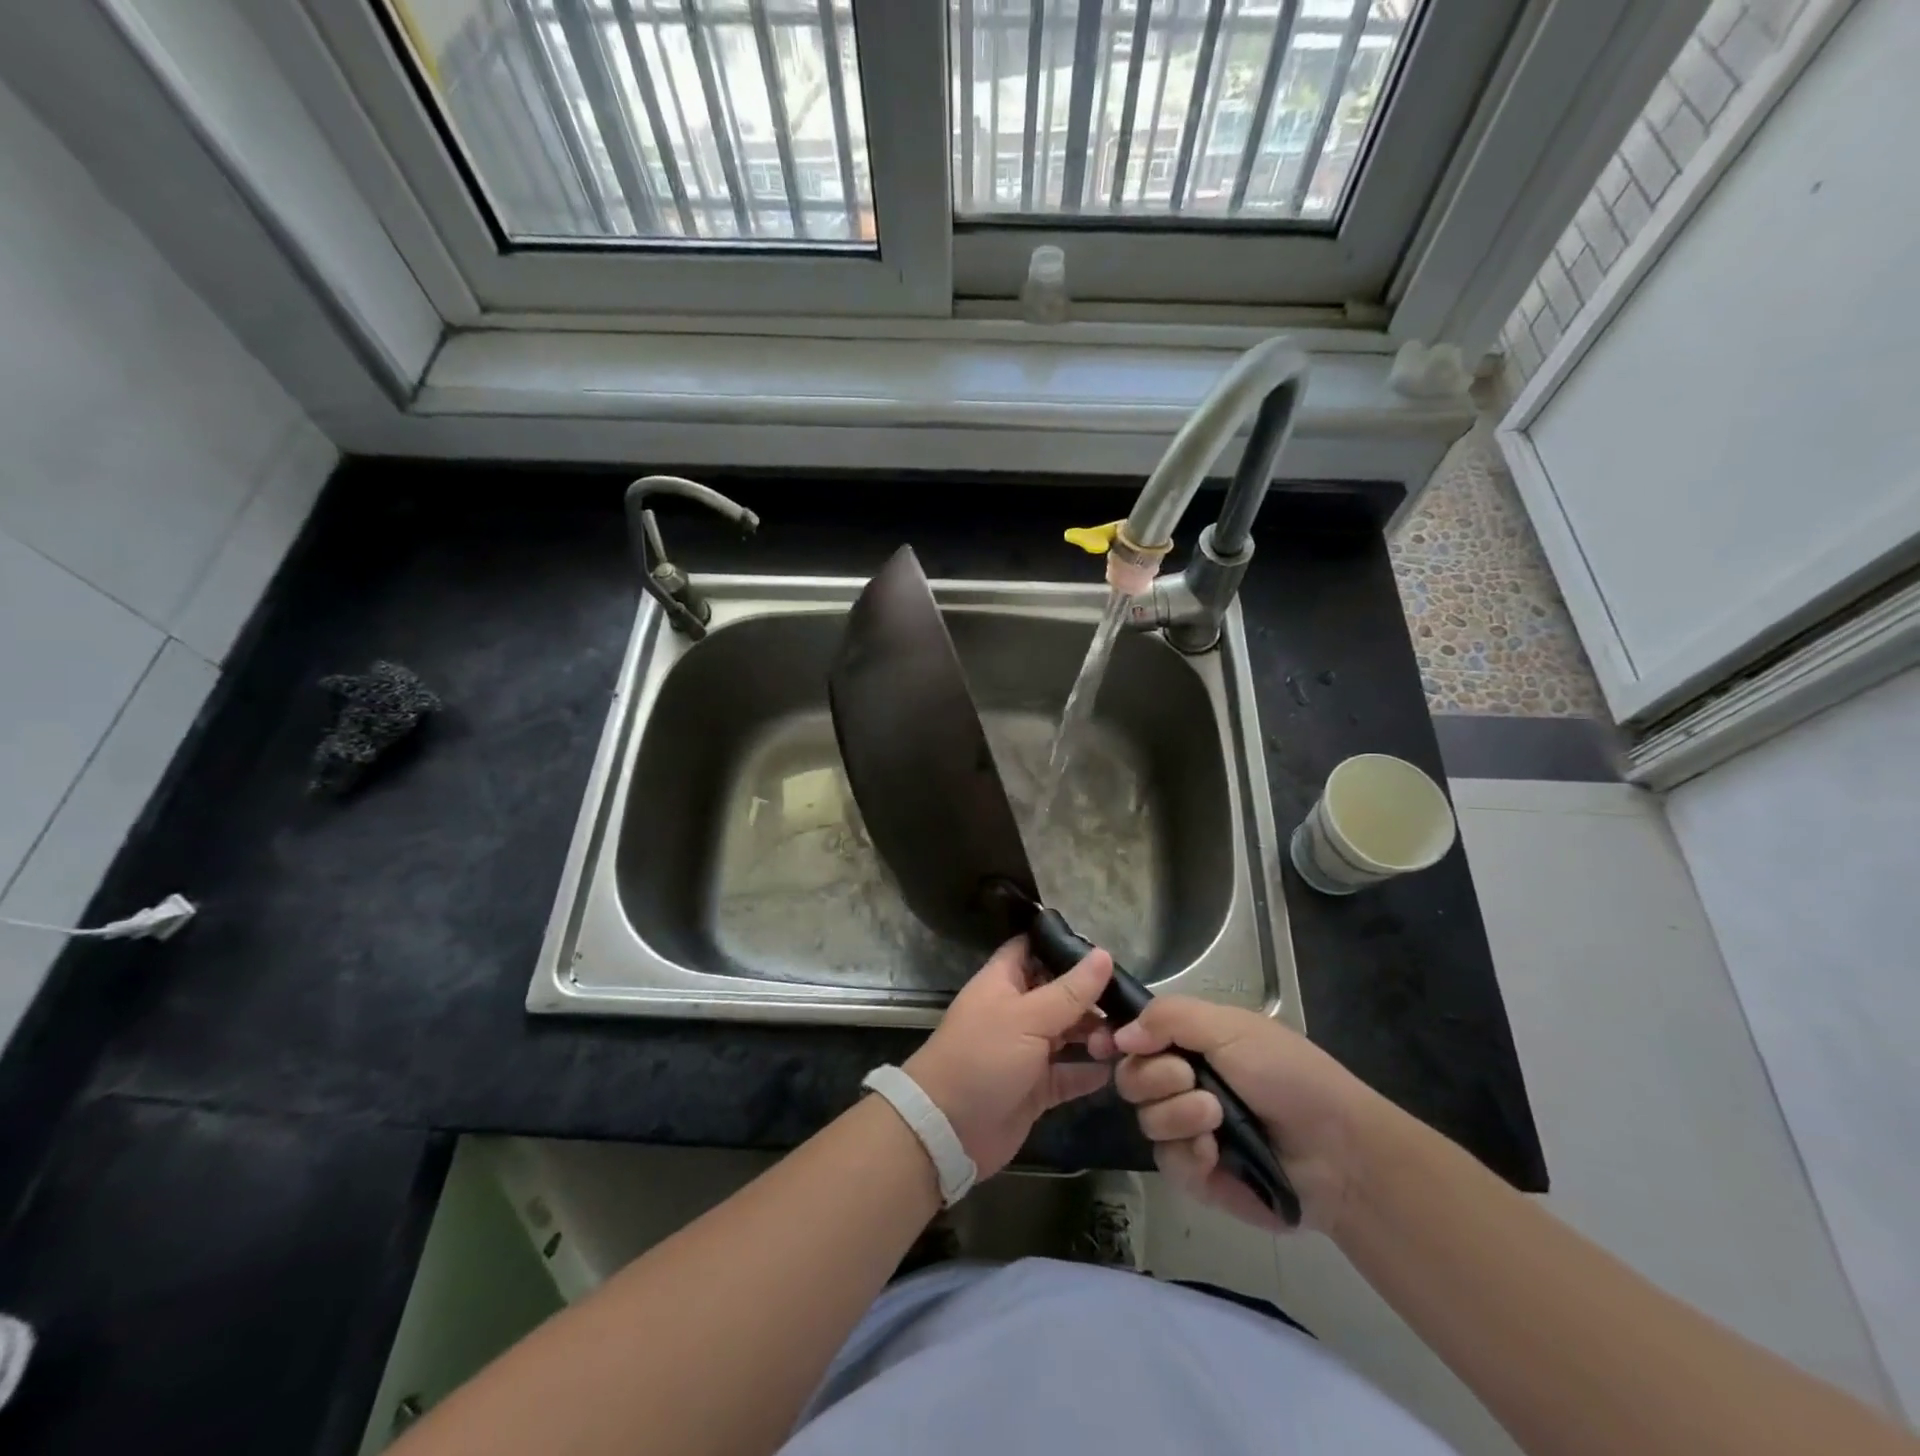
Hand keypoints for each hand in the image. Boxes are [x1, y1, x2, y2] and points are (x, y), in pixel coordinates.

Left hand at [903, 937, 1113, 1178]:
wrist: (947, 1128)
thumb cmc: (982, 1057)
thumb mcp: (1028, 1017)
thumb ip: (1069, 991)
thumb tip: (1104, 954)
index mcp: (1003, 982)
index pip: (1032, 949)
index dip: (1062, 946)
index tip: (1102, 951)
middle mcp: (1016, 1011)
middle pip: (1058, 993)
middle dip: (1090, 997)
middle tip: (1128, 1003)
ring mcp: (1026, 1051)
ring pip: (1068, 1034)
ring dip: (1094, 1035)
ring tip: (1123, 1039)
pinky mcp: (1035, 1088)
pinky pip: (1068, 1074)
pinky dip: (1089, 1073)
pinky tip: (1115, 1069)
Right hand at [1089, 997, 1381, 1234]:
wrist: (1338, 1153)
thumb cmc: (1288, 1075)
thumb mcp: (1231, 1028)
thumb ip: (1170, 1019)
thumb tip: (1120, 1034)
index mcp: (1189, 1043)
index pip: (1134, 1036)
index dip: (1116, 1040)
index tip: (1103, 1046)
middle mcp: (1181, 1083)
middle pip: (1130, 1077)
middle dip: (1155, 1076)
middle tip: (1190, 1078)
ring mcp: (1188, 1130)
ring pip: (1146, 1118)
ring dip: (1178, 1114)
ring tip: (1216, 1118)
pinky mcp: (1198, 1176)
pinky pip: (1167, 1161)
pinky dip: (1188, 1153)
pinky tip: (1213, 1153)